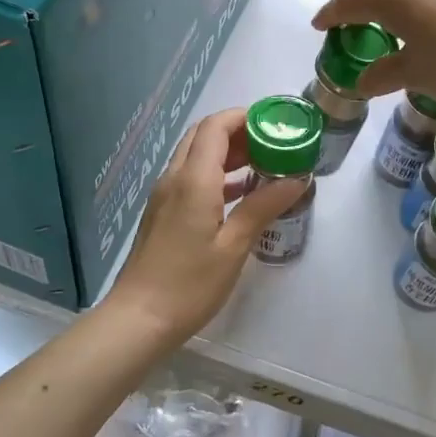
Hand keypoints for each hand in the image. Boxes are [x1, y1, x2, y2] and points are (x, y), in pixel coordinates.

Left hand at [105, 107, 305, 341]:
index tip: (275, 125)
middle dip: (238, 132)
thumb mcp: (234, 246)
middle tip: (272, 144)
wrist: (138, 319)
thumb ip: (263, 207)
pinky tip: (240, 193)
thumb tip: (296, 179)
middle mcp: (174, 178)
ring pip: (195, 155)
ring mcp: (164, 195)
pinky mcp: (162, 212)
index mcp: (193, 180)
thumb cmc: (190, 284)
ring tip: (263, 165)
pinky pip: (189, 177)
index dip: (245, 117)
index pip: (216, 126)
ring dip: (226, 153)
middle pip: (203, 135)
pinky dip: (215, 174)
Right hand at [311, 0, 435, 109]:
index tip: (319, 25)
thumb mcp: (416, 76)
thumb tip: (363, 82)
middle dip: (358, 3)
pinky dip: (414, 4)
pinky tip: (423, 25)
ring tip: (386, 24)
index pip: (350, 2)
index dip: (331, 14)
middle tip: (349, 25)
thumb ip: (385, 75)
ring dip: (388, 0)